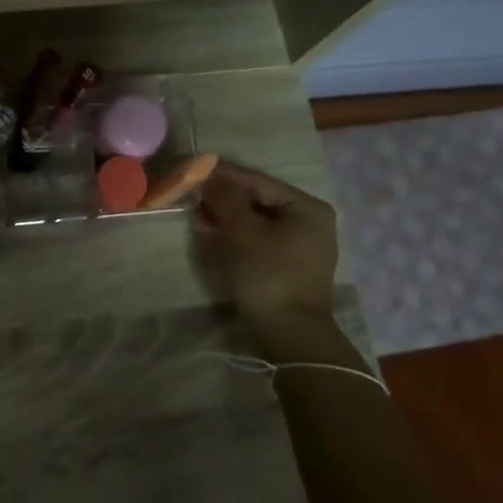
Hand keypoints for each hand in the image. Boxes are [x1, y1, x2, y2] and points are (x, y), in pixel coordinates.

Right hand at [192, 161, 359, 367]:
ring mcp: (302, 246)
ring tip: (198, 215)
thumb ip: (225, 198)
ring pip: (257, 221)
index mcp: (307, 207)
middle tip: (192, 194)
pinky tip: (214, 235)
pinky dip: (236, 235)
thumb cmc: (269, 275)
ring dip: (226, 217)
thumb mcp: (242, 232)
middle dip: (223, 198)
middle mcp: (310, 222)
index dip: (224, 174)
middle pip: (258, 200)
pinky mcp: (289, 266)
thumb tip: (208, 175)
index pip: (258, 181)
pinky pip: (259, 240)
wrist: (290, 334)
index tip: (194, 167)